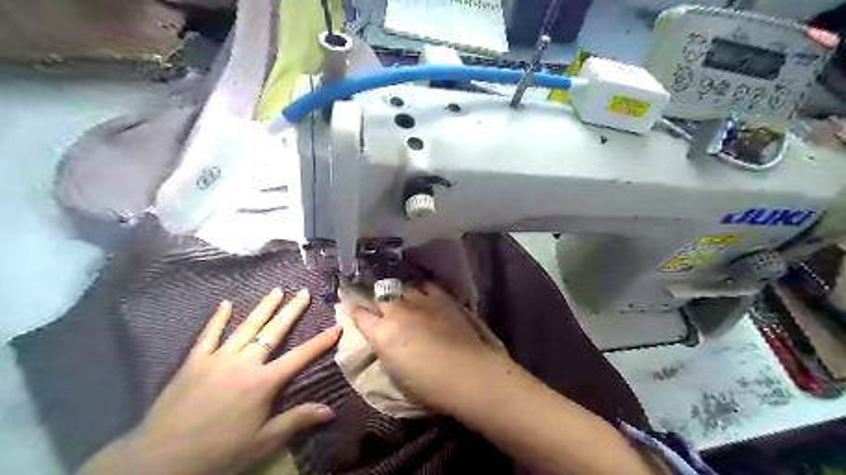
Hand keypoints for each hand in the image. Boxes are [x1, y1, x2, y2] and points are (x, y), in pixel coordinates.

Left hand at [80, 288, 338, 474]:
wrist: (160, 460)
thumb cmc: (219, 451)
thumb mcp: (263, 441)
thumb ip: (296, 420)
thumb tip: (330, 410)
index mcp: (264, 382)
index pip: (300, 356)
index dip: (321, 341)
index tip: (337, 326)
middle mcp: (245, 363)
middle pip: (274, 331)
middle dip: (292, 311)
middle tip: (304, 292)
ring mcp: (218, 358)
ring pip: (246, 326)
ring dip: (263, 307)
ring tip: (277, 290)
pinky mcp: (194, 361)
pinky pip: (208, 335)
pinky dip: (218, 318)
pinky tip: (226, 303)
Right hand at [345, 281, 507, 414]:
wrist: (470, 374)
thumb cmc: (431, 387)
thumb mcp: (397, 375)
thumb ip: (386, 351)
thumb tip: (383, 341)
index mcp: (382, 334)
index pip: (359, 315)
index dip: (354, 311)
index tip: (353, 309)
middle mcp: (398, 311)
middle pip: (380, 297)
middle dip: (378, 302)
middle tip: (381, 309)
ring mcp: (421, 301)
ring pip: (402, 289)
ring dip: (400, 295)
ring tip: (403, 301)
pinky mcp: (443, 298)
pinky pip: (426, 286)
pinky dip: (421, 290)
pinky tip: (424, 295)